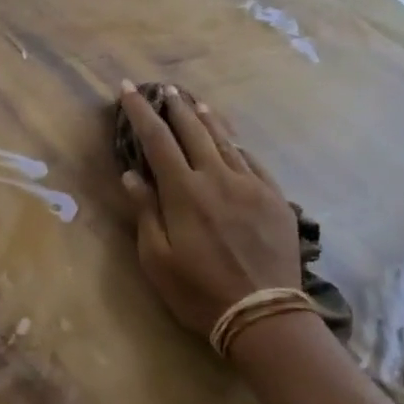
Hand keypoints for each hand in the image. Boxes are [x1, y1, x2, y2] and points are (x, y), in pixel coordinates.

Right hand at [116, 81, 301, 343]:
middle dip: (175, 107)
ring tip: (195, 102)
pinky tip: (232, 141)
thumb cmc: (199, 291)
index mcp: (184, 192)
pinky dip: (237, 145)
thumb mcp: (157, 259)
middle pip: (193, 131)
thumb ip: (145, 212)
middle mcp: (217, 178)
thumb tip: (131, 175)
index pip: (157, 139)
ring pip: (226, 140)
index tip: (128, 90)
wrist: (264, 314)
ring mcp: (250, 185)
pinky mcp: (275, 198)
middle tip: (164, 89)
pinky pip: (253, 161)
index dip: (141, 112)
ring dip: (207, 119)